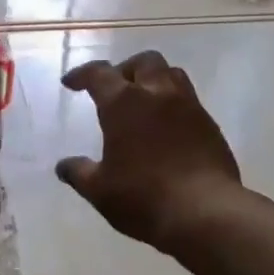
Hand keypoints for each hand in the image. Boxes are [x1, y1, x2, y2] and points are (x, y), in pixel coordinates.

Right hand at [56, 51, 243, 253]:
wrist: (205, 212)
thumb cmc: (143, 197)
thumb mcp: (100, 190)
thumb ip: (79, 173)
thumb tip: (63, 166)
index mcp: (124, 103)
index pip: (99, 74)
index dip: (82, 74)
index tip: (71, 83)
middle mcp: (158, 94)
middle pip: (143, 62)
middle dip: (124, 69)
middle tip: (113, 89)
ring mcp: (189, 106)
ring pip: (171, 74)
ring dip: (153, 79)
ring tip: (143, 101)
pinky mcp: (210, 124)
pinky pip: (189, 100)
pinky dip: (173, 104)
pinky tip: (167, 127)